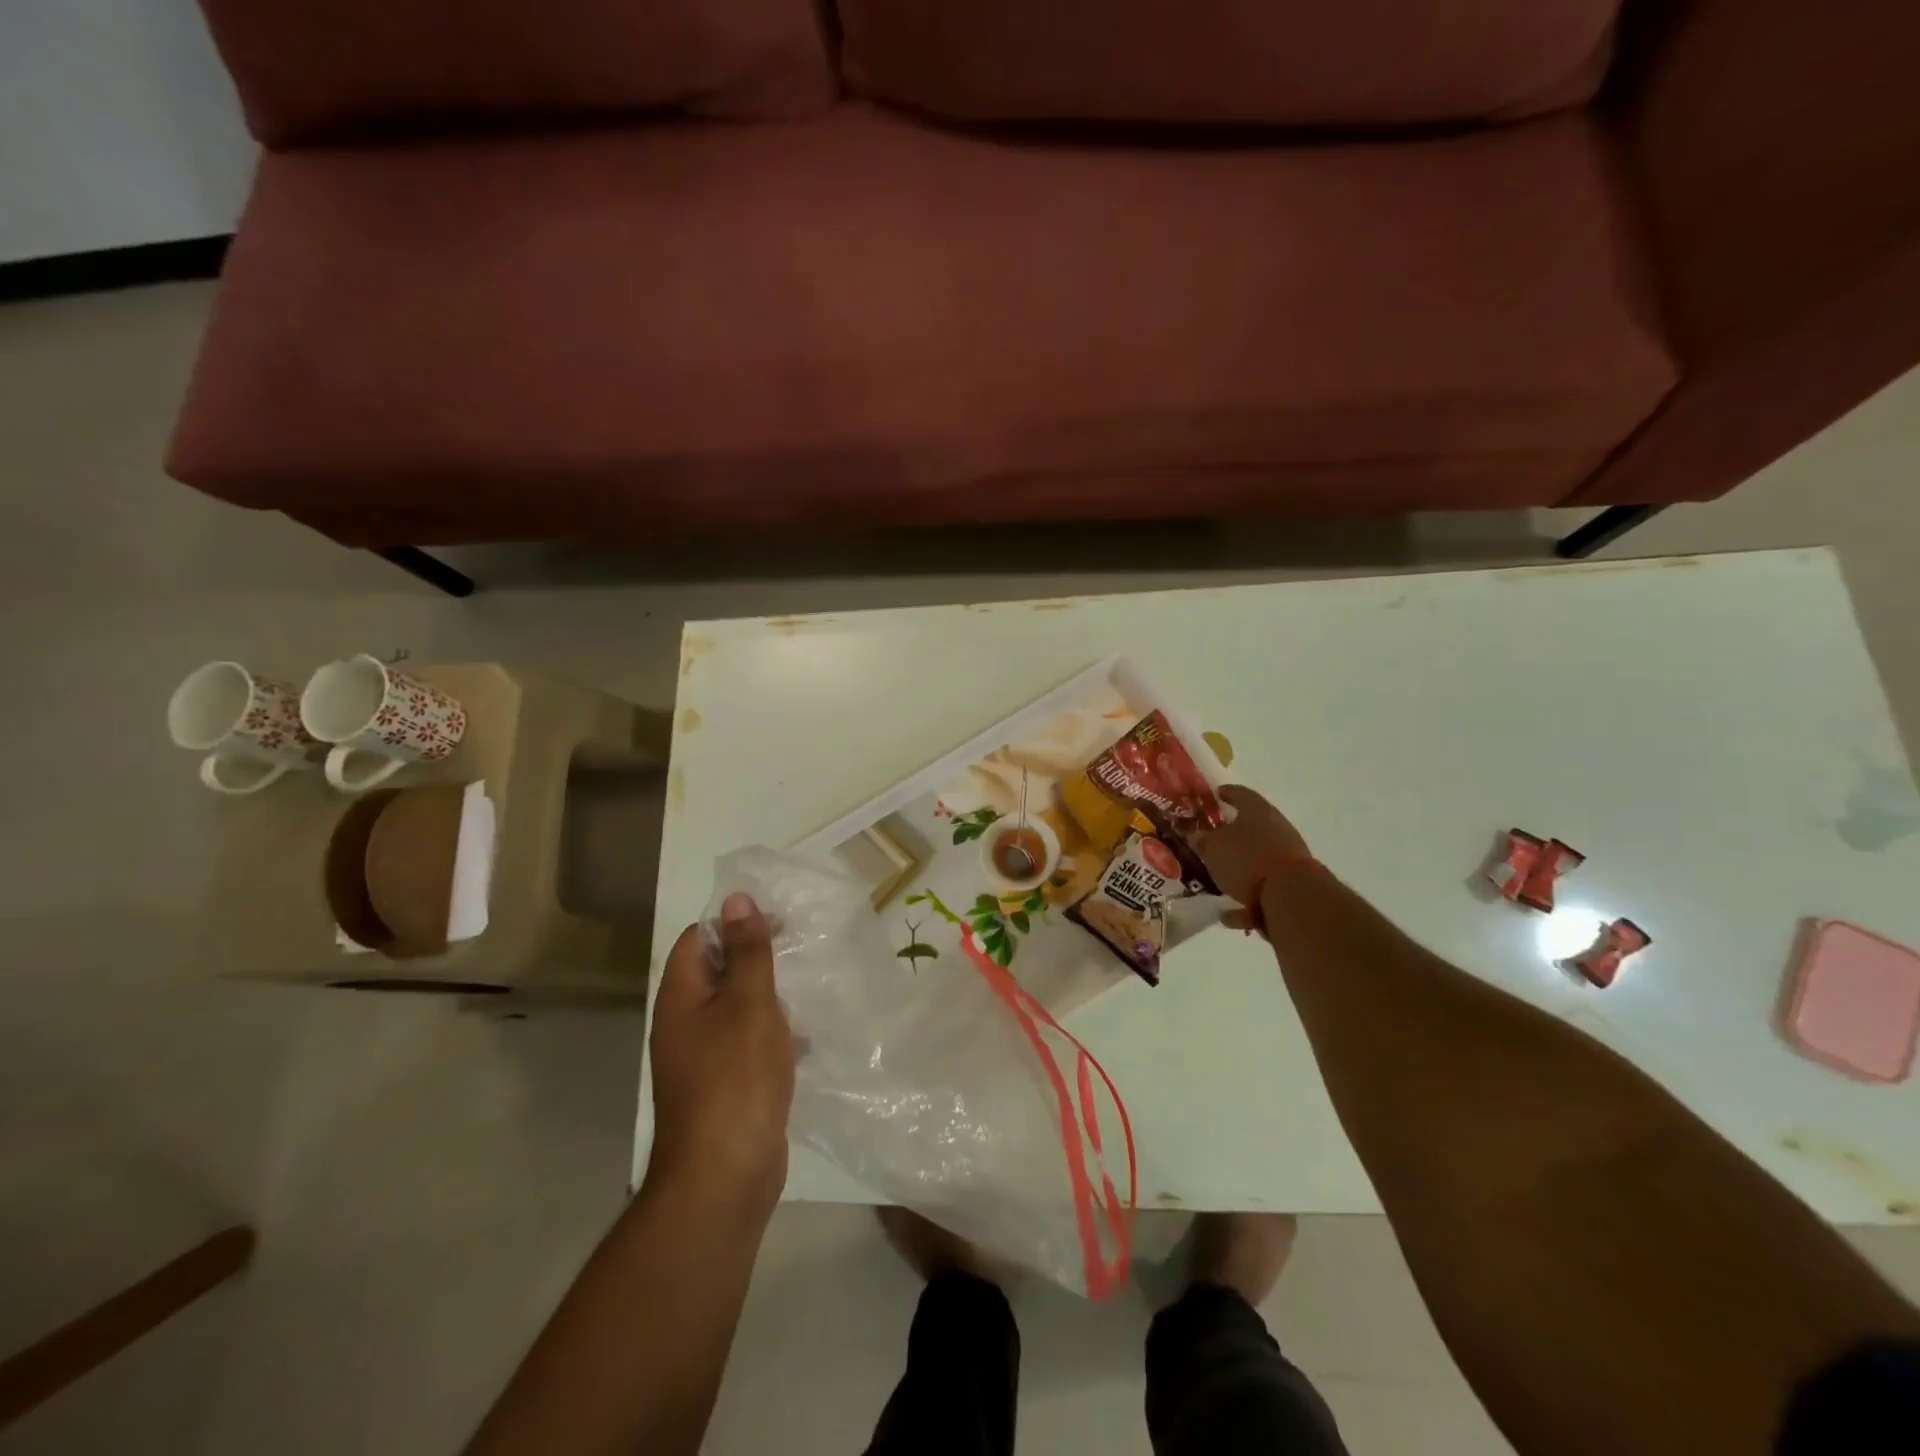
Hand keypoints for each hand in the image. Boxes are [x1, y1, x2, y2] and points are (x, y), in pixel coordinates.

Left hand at [647, 893, 795, 1219]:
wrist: (724, 1176)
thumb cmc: (736, 1078)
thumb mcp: (749, 1004)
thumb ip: (747, 952)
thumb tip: (736, 899)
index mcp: (681, 998)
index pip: (697, 939)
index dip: (733, 922)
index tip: (777, 920)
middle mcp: (684, 1023)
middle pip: (717, 972)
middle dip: (756, 957)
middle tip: (799, 948)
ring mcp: (703, 1058)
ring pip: (736, 1008)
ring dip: (768, 995)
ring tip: (806, 986)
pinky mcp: (725, 1085)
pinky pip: (748, 1043)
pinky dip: (773, 1034)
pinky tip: (804, 1039)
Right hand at [1193, 785, 1312, 907]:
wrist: (1292, 896)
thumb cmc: (1247, 859)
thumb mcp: (1212, 847)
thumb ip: (1200, 839)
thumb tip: (1193, 833)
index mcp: (1257, 811)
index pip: (1239, 793)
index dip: (1225, 794)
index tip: (1214, 796)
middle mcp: (1276, 828)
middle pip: (1250, 827)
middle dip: (1230, 835)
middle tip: (1210, 840)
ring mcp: (1289, 856)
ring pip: (1257, 858)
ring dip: (1238, 868)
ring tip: (1216, 879)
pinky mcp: (1293, 883)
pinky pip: (1262, 888)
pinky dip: (1246, 899)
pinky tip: (1228, 914)